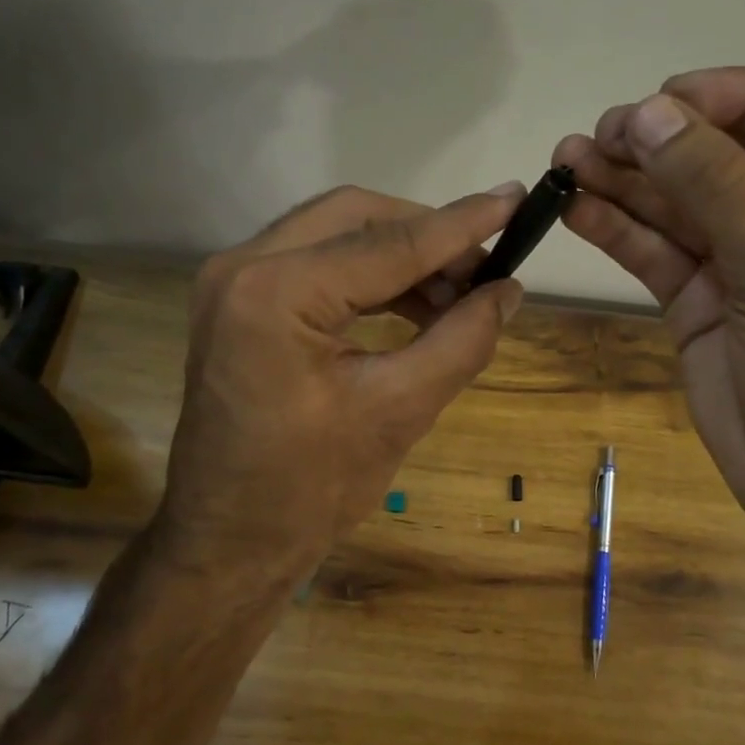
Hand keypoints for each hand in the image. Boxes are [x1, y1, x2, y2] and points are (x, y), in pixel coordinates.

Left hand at [152, 183, 525, 586]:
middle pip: (354, 216)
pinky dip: (368, 277)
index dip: (461, 224)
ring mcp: (232, 283)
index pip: (388, 243)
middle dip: (426, 235)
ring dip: (400, 256)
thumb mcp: (398, 412)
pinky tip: (414, 306)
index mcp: (275, 292)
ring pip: (334, 235)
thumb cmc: (309, 491)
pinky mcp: (238, 304)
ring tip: (458, 294)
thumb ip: (461, 340)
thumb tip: (509, 291)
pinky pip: (315, 265)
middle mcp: (242, 267)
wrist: (228, 545)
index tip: (516, 198)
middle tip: (483, 269)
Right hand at [553, 68, 744, 529]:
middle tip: (602, 133)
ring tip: (568, 160)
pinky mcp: (700, 299)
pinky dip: (618, 228)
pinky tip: (576, 207)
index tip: (665, 98)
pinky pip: (657, 250)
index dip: (733, 97)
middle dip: (665, 141)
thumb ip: (716, 186)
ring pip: (681, 202)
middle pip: (728, 155)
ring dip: (627, 180)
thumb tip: (650, 113)